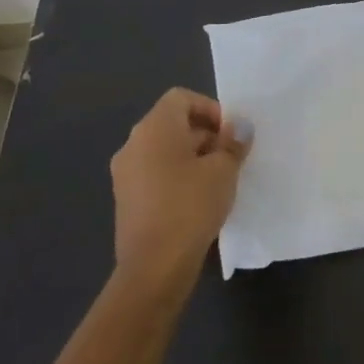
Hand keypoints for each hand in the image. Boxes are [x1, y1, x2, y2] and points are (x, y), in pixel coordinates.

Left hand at [109, 88, 249, 303]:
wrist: (154, 265)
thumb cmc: (191, 205)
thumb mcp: (224, 169)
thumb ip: (233, 142)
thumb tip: (238, 128)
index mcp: (154, 129)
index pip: (182, 98)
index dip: (210, 108)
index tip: (229, 134)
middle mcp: (133, 144)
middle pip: (172, 122)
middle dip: (205, 134)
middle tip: (230, 156)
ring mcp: (125, 173)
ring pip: (164, 149)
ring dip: (192, 155)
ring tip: (218, 179)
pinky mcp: (126, 198)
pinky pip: (155, 172)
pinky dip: (177, 175)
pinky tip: (198, 198)